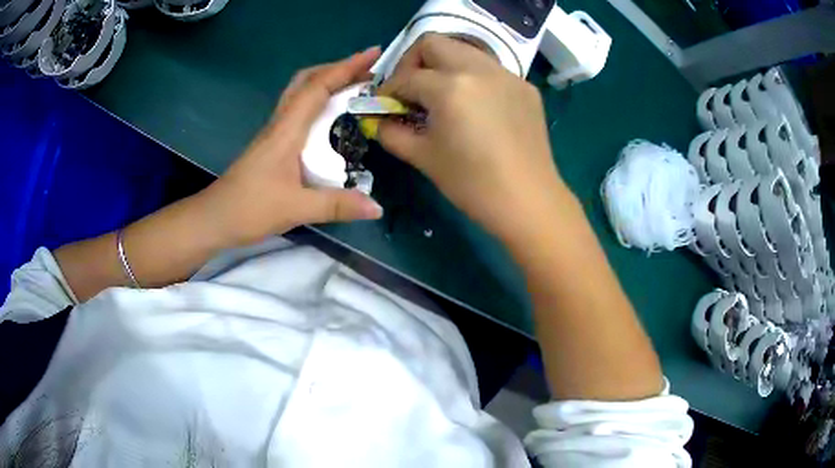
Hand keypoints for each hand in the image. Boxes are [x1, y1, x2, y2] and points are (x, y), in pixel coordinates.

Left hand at [202, 47, 383, 247]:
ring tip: (356, 86)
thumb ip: (336, 206)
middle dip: (338, 68)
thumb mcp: (295, 209)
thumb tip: (377, 208)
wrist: (214, 219)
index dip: (346, 67)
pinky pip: (300, 111)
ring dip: (328, 82)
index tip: (374, 54)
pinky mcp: (273, 145)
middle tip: (367, 70)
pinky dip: (320, 102)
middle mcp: (281, 124)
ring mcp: (275, 133)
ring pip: (301, 94)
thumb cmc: (248, 209)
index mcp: (286, 130)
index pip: (317, 87)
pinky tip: (332, 117)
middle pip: (307, 81)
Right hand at [377, 35, 566, 243]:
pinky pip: (490, 69)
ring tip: (442, 95)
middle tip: (411, 90)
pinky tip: (475, 107)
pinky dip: (473, 78)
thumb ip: (392, 132)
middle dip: (413, 62)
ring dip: (444, 65)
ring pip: (465, 51)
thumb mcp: (424, 158)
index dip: (388, 91)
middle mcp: (479, 69)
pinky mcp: (525, 87)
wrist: (528, 201)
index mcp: (450, 87)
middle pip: (434, 43)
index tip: (384, 105)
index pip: (407, 77)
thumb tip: (379, 120)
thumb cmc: (472, 184)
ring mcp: (507, 75)